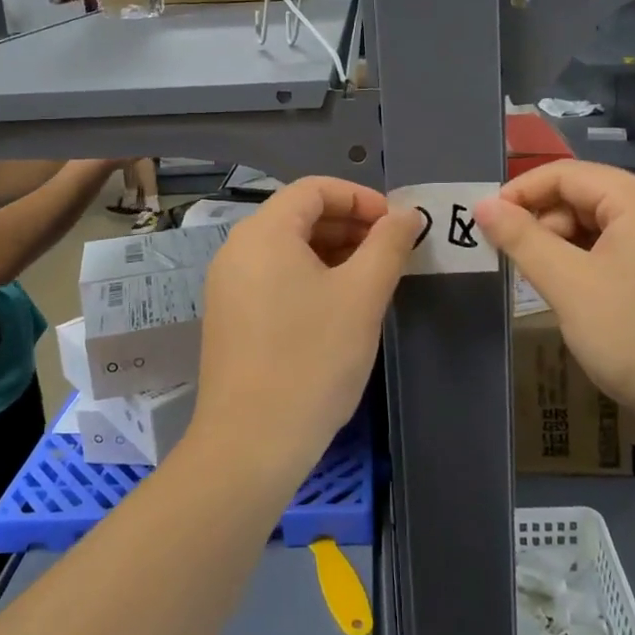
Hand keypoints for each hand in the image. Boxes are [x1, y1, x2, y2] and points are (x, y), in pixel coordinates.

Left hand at [193, 178, 421, 485]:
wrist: (251, 444)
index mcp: (264, 232)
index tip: (397, 225)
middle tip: (391, 253)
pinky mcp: (230, 318)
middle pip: (299, 216)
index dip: (361, 198)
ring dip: (333, 253)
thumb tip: (406, 215)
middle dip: (349, 226)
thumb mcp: (362, 296)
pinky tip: (339, 307)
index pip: (314, 189)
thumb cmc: (312, 360)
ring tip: (372, 279)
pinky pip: (274, 278)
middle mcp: (237, 250)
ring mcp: (228, 286)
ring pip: (288, 249)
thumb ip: (388, 245)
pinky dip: (310, 278)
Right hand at [474, 162, 634, 444]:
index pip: (565, 174)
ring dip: (566, 246)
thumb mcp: (569, 285)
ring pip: (603, 225)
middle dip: (544, 223)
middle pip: (585, 196)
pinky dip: (592, 262)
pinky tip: (581, 296)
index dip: (520, 192)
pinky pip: (623, 249)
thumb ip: (522, 239)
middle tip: (516, 263)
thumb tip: (483, 205)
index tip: (486, 222)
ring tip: (546, 284)